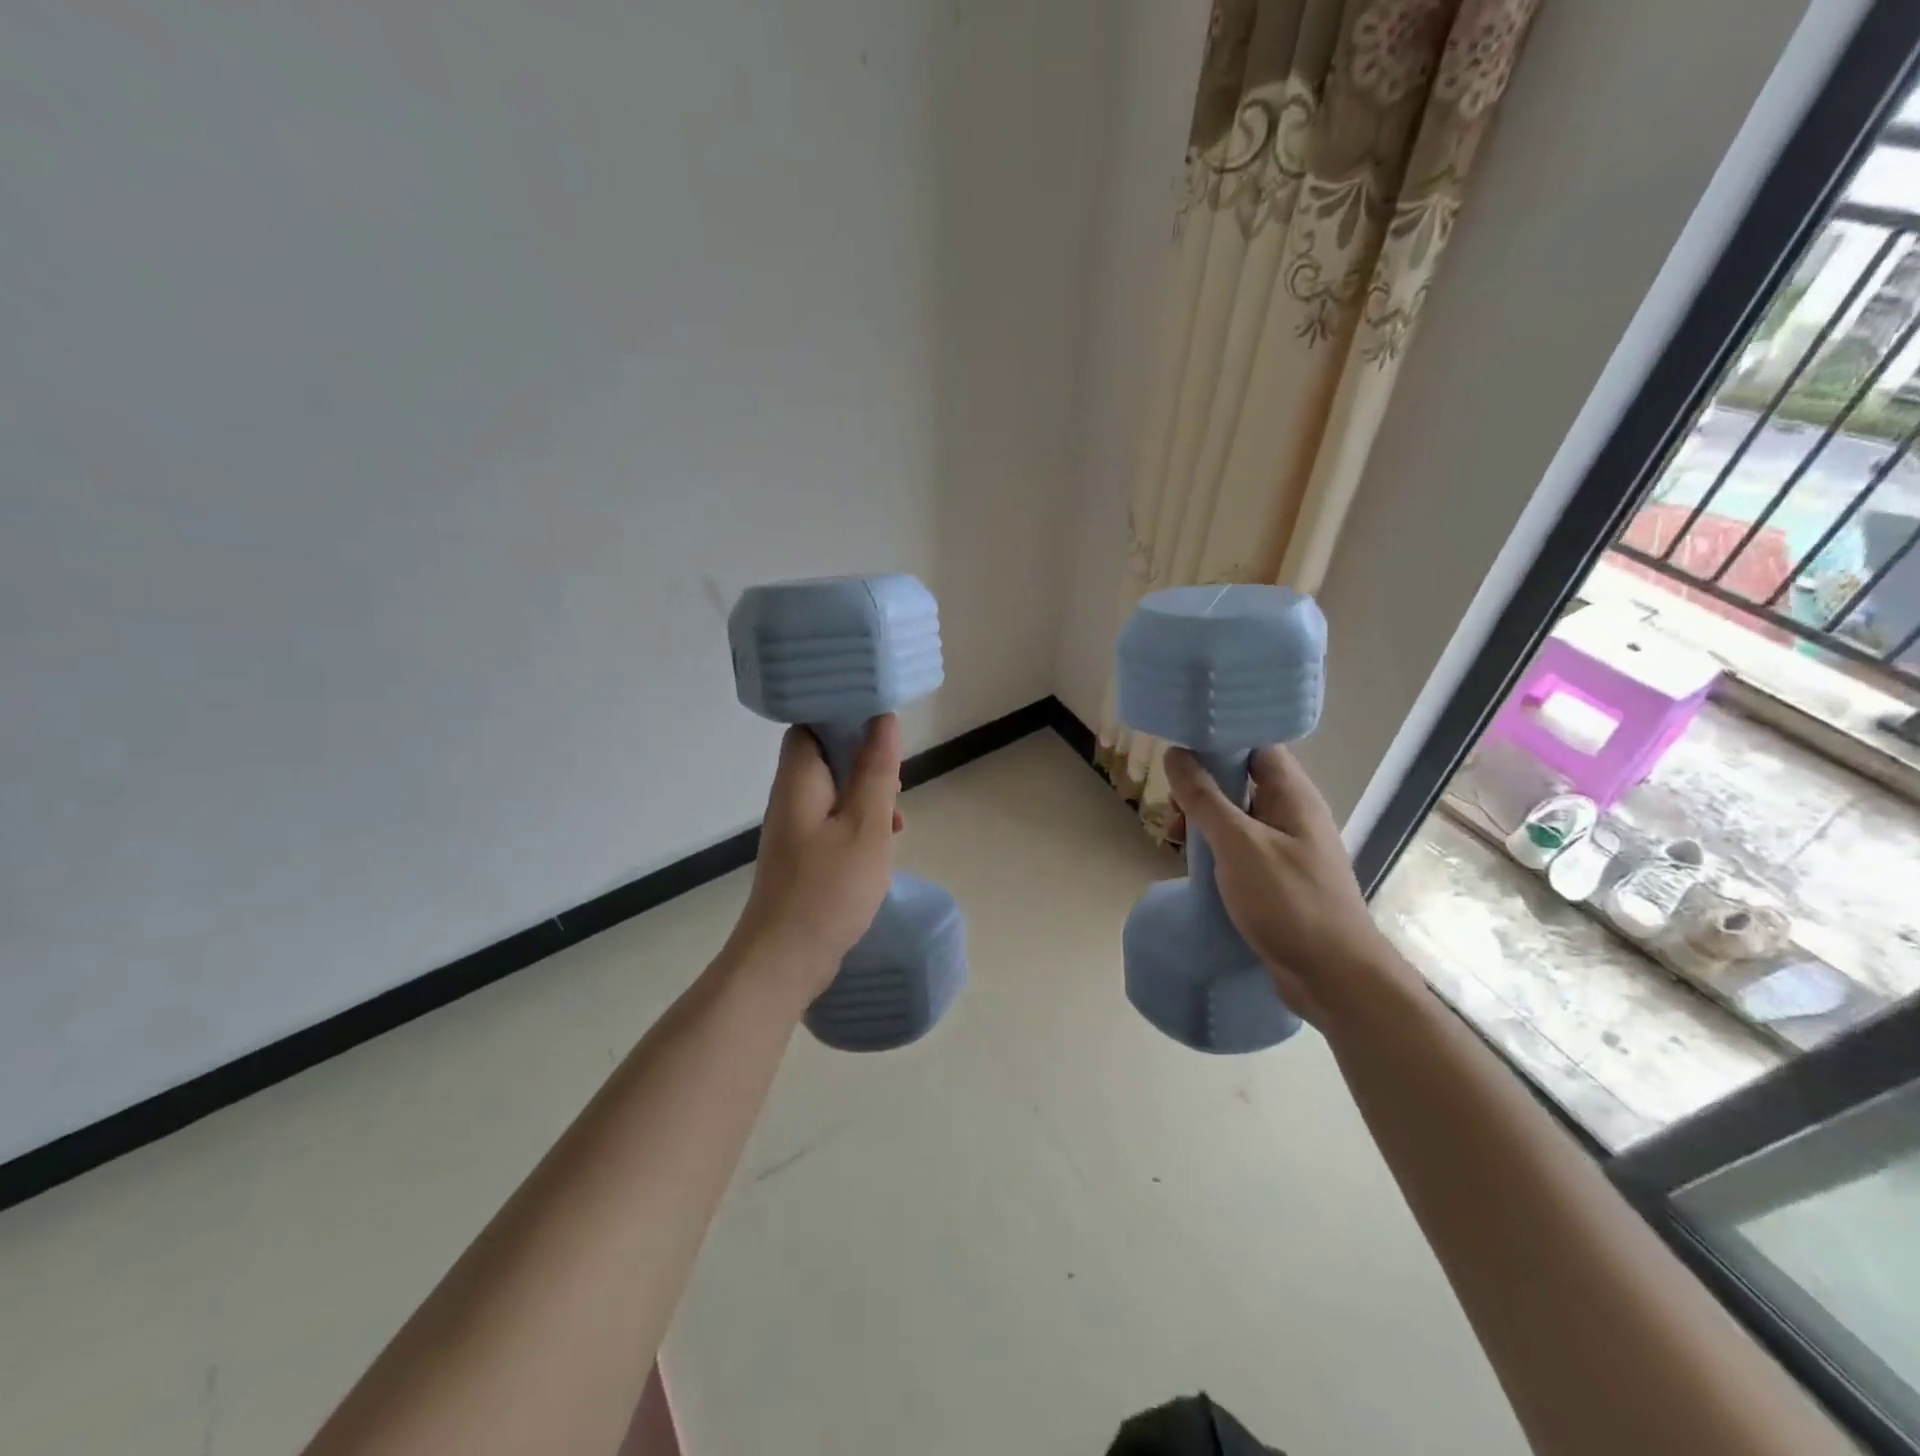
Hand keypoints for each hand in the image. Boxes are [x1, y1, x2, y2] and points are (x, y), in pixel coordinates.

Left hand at [727, 715, 903, 999]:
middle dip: (865, 759)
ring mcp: (794, 830)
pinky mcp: (802, 856)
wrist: (785, 960)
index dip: (845, 716)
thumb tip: (883, 719)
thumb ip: (875, 771)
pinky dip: (859, 824)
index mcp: (799, 780)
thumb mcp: (865, 826)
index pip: (811, 724)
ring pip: (834, 792)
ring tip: (897, 818)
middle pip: (825, 756)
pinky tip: (882, 846)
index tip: (883, 725)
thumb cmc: (828, 889)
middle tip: (897, 776)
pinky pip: (833, 822)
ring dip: (867, 795)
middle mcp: (791, 798)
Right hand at [1163, 744, 1402, 1027]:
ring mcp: (1286, 848)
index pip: (1255, 746)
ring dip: (1204, 821)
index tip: (1178, 748)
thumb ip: (1205, 797)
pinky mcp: (1277, 878)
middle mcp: (1292, 815)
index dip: (1219, 740)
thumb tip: (1175, 753)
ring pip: (1236, 816)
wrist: (1334, 978)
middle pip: (1241, 780)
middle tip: (1171, 808)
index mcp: (1292, 796)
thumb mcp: (1239, 844)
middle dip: (1201, 787)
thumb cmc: (1289, 901)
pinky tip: (1194, 865)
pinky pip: (1239, 848)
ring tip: (1173, 839)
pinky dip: (1214, 849)